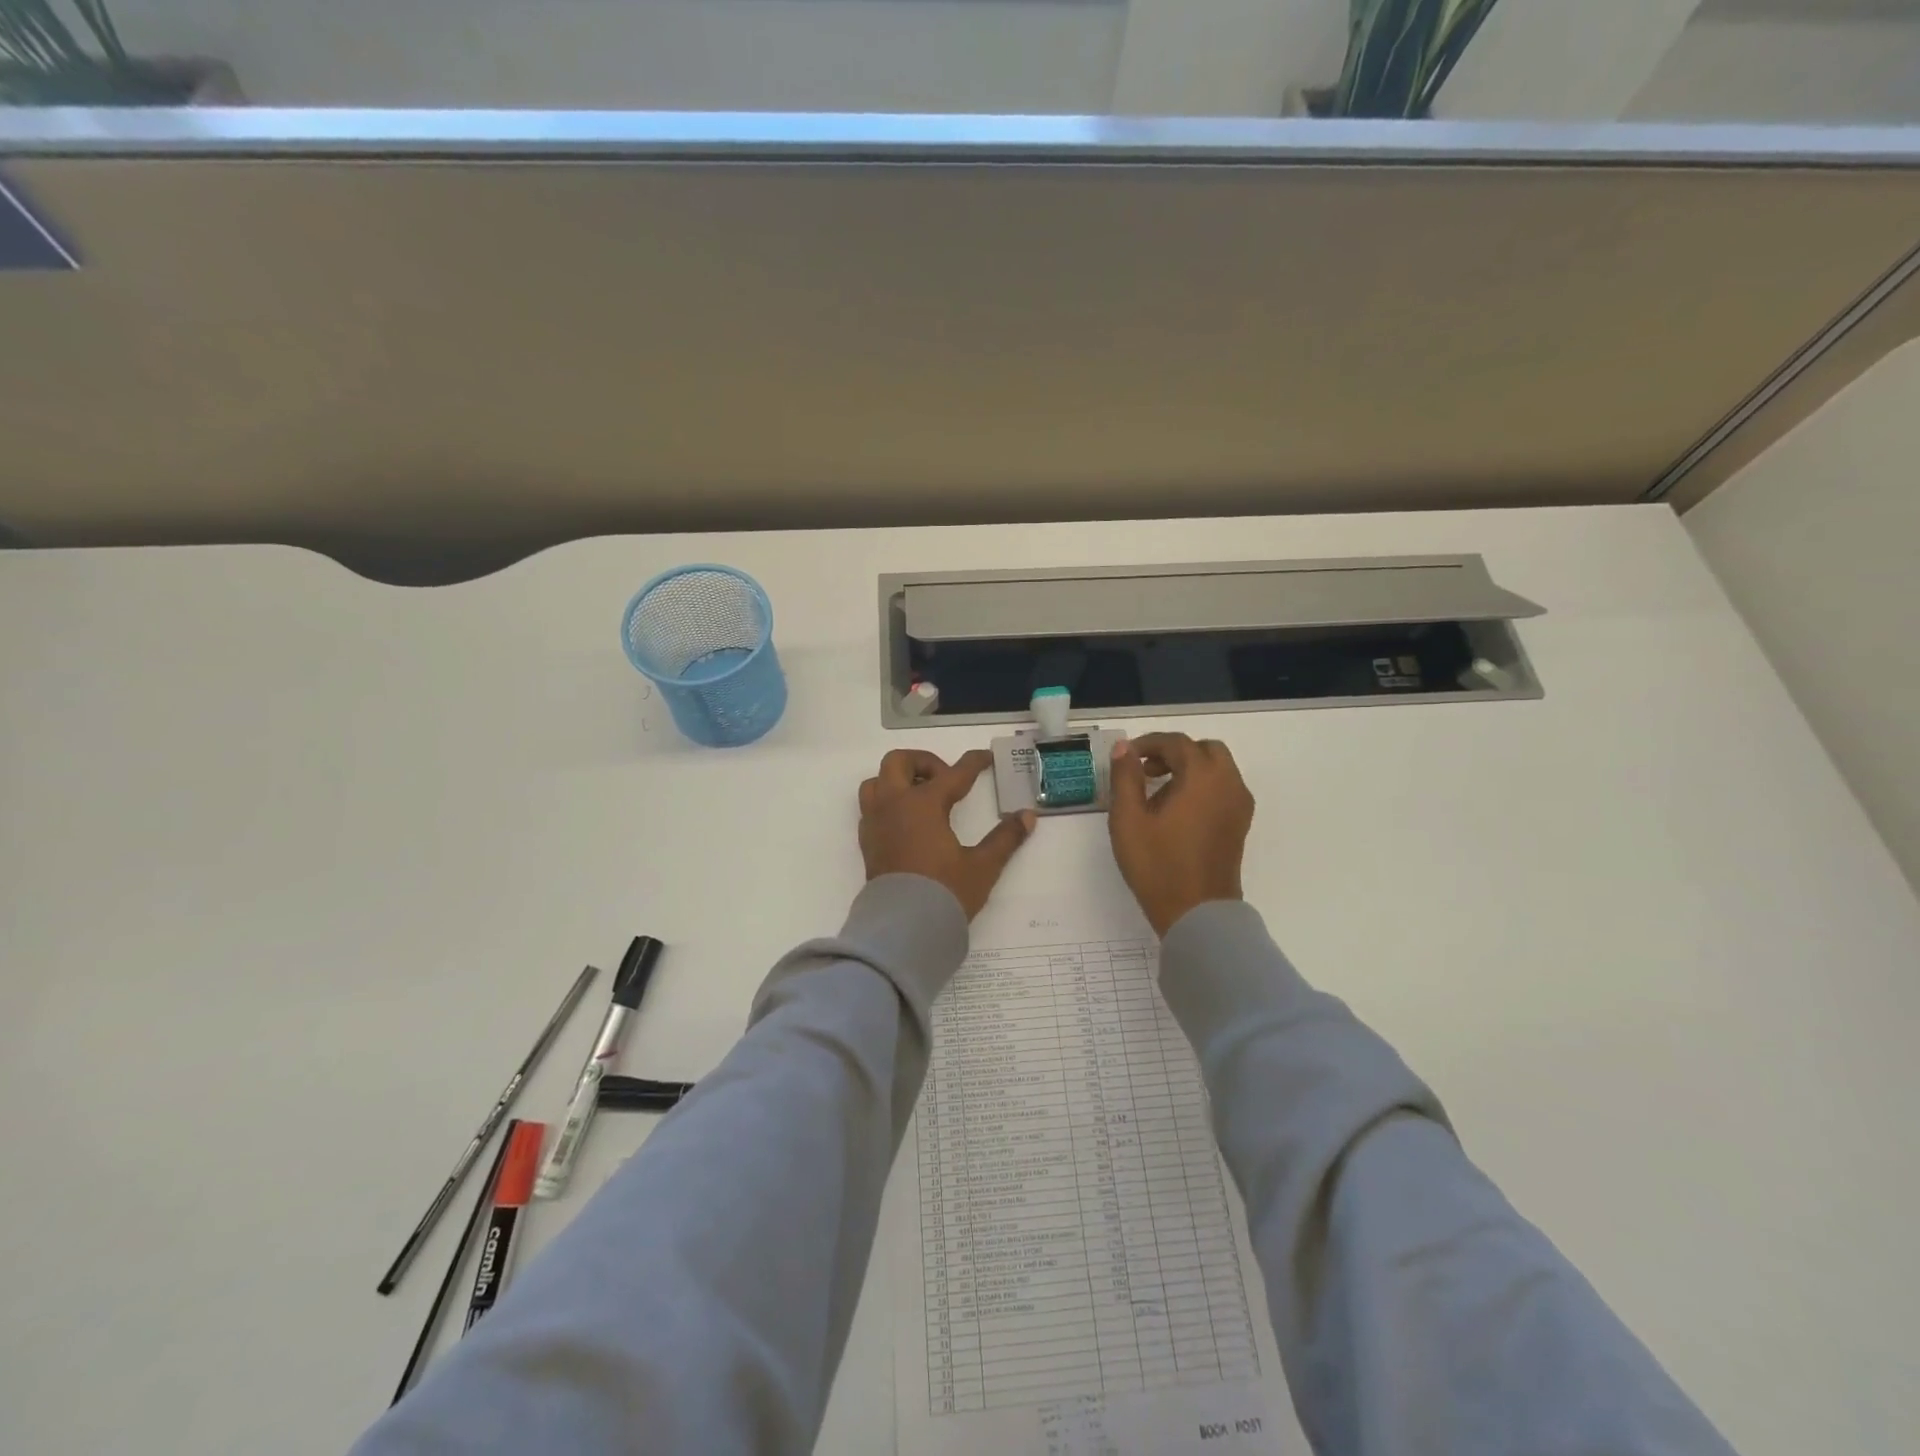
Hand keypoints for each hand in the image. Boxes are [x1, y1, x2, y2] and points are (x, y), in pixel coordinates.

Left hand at [859, 749, 1035, 918]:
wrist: (903, 929)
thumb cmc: (945, 892)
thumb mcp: (982, 866)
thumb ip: (1005, 838)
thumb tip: (1027, 817)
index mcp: (923, 805)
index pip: (954, 774)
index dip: (974, 763)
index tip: (985, 758)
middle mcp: (894, 805)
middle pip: (900, 762)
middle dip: (924, 763)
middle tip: (946, 781)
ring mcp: (876, 822)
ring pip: (877, 781)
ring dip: (898, 780)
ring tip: (922, 798)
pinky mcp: (867, 842)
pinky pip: (871, 807)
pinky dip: (888, 803)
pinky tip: (907, 822)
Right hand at [1108, 733, 1254, 936]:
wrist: (1198, 913)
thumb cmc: (1158, 865)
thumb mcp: (1128, 819)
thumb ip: (1125, 777)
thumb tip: (1124, 748)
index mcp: (1202, 777)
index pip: (1176, 743)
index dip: (1149, 744)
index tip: (1126, 757)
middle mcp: (1228, 783)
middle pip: (1204, 750)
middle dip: (1174, 753)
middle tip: (1145, 771)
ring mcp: (1239, 805)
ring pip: (1217, 768)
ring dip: (1189, 768)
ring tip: (1157, 792)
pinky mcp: (1240, 824)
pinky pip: (1223, 788)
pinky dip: (1202, 785)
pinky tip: (1177, 810)